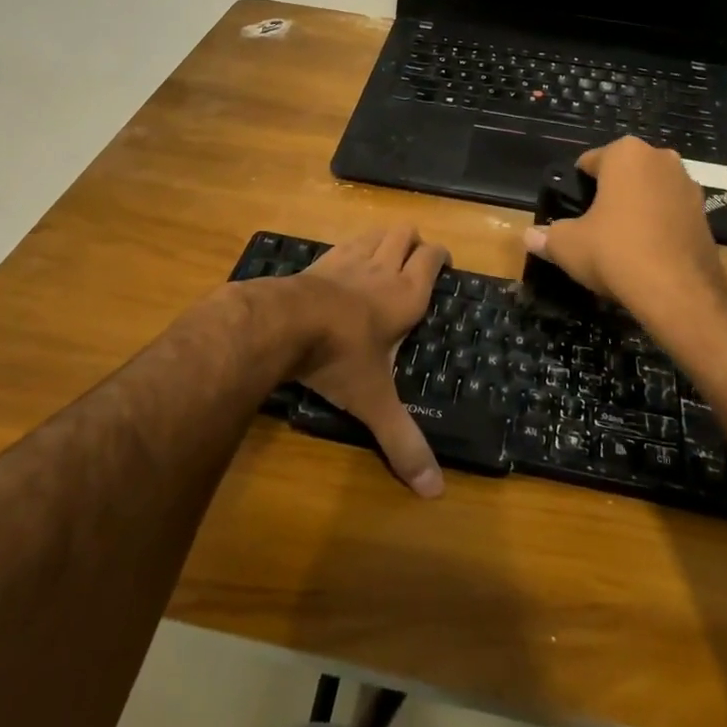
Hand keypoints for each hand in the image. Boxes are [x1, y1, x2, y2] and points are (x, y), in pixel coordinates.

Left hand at [285, 225, 449, 497]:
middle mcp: (381, 269)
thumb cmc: (340, 357)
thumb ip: (402, 441)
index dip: (440, 256)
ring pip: (374, 234)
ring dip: (383, 240)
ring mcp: (347, 260)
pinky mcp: (317, 261)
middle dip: (413, 242)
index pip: (432, 259)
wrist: (282, 323)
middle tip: (414, 261)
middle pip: (404, 234)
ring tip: (384, 257)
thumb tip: (434, 492)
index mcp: (406, 295)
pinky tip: (342, 269)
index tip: (443, 263)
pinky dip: (350, 249)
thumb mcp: (374, 402)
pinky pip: (342, 244)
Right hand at [522, 138, 726, 341]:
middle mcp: (661, 159)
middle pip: (623, 174)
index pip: (589, 162)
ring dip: (635, 209)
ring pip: (649, 192)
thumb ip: (547, 236)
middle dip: (609, 195)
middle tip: (592, 228)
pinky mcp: (706, 214)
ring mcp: (689, 185)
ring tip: (619, 243)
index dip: (576, 188)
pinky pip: (670, 213)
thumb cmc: (615, 251)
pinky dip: (657, 226)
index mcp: (626, 153)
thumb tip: (529, 236)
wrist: (679, 291)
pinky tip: (645, 254)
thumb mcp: (568, 245)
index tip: (570, 214)